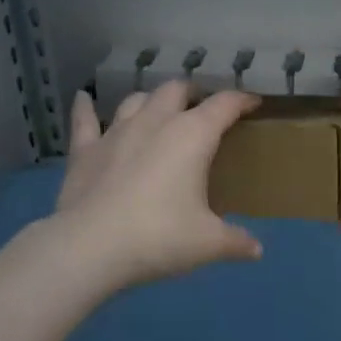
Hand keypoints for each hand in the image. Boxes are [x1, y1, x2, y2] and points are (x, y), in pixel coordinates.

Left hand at [55, 82, 263, 291]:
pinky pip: (85, 120)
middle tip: (202, 107)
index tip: (253, 102)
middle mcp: (155, 122)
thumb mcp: (207, 243)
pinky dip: (86, 107)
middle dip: (193, 93)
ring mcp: (116, 132)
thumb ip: (235, 241)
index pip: (224, 105)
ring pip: (137, 99)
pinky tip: (83, 98)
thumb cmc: (159, 237)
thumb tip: (256, 251)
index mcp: (192, 135)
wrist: (91, 247)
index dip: (241, 100)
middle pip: (176, 90)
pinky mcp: (85, 150)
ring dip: (151, 100)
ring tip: (159, 109)